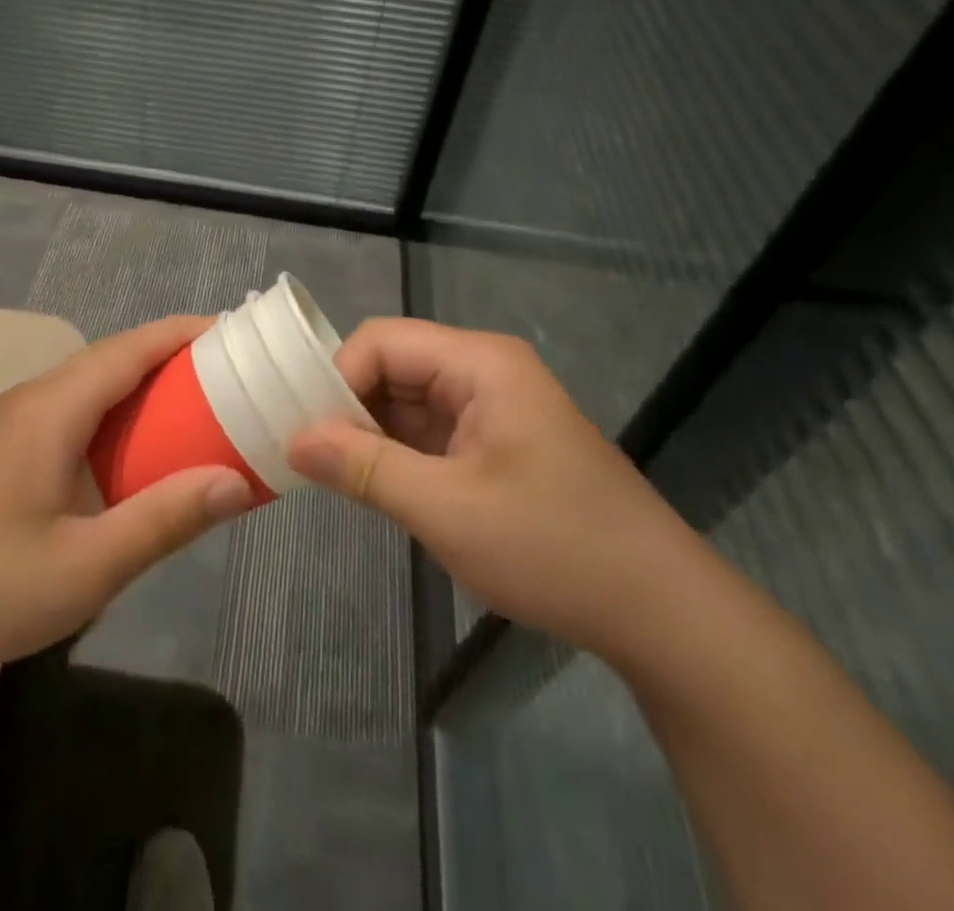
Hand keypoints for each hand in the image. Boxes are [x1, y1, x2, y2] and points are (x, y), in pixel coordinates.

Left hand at [0, 315, 254, 691]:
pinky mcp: (4, 453)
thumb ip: (166, 519)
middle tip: (229, 373)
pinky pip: (74, 413)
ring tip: (196, 404)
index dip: (182, 333)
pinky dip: (116, 415)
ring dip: (142, 387)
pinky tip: (136, 450)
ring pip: (90, 386)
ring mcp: (12, 426)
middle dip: (169, 357)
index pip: (129, 349)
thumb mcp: (91, 564)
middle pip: (111, 359)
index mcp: (51, 409)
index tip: (234, 332)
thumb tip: (237, 483)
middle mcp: (31, 401)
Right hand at [286, 318, 698, 658]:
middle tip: (306, 456)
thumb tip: (294, 440)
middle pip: (393, 366)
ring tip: (329, 474)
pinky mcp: (496, 443)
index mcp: (479, 363)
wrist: (659, 611)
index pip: (382, 342)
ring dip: (369, 433)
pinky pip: (429, 432)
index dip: (337, 378)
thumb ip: (364, 467)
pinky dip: (397, 454)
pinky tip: (372, 485)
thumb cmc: (554, 548)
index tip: (304, 432)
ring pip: (407, 401)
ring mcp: (492, 407)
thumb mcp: (447, 509)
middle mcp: (484, 371)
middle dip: (348, 406)